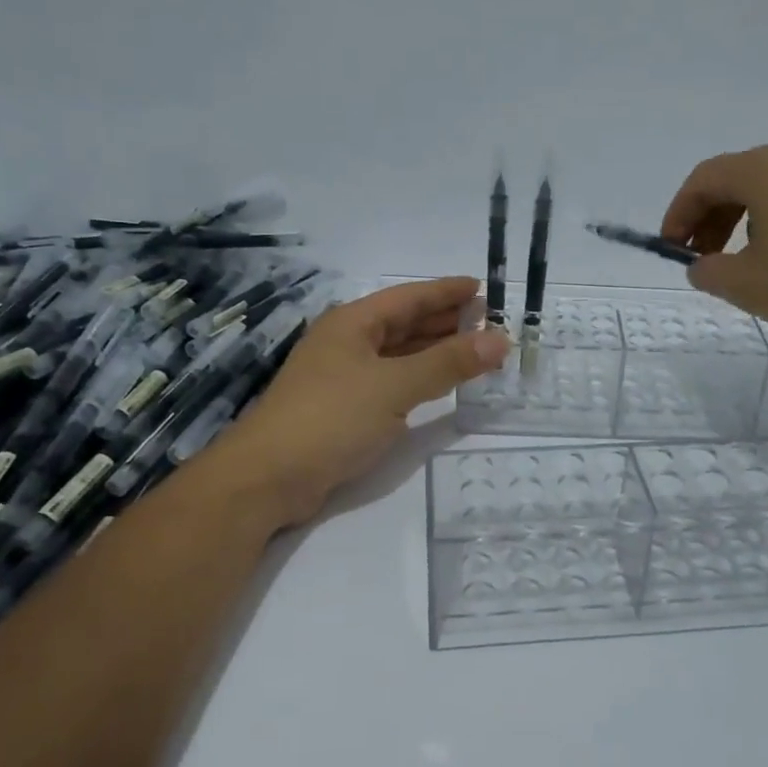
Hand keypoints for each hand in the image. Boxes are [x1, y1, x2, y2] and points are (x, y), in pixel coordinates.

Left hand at [209, 277, 508, 526]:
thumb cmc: (331, 418)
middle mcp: (347, 342)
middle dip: (445, 321)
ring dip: (435, 351)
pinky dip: (419, 378)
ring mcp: (343, 376)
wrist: (268, 477)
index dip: (446, 291)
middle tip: (488, 322)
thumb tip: (500, 340)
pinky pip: (392, 381)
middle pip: (404, 323)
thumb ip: (448, 363)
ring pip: (398, 354)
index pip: (409, 297)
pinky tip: (440, 383)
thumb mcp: (394, 386)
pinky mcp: (343, 409)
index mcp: (353, 323)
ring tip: (476, 349)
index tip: (482, 289)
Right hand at [661, 139, 767, 341]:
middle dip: (713, 218)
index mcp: (767, 169)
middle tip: (706, 259)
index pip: (705, 178)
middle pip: (741, 178)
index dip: (679, 212)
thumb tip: (703, 265)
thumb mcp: (751, 287)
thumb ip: (711, 273)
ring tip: (753, 262)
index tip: (672, 248)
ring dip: (751, 220)